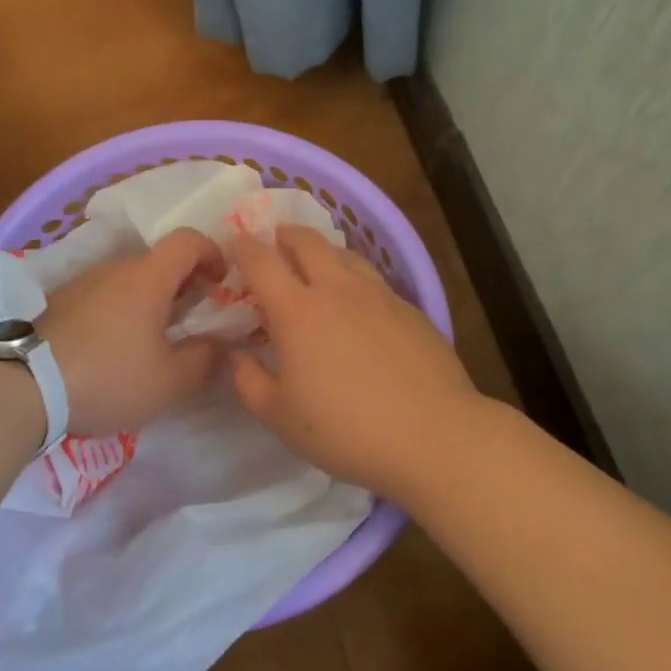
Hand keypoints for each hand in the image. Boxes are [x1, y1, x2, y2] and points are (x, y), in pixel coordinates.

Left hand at [39, 228, 228, 435]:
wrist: (21, 385)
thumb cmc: (107, 375)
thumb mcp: (168, 381)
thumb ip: (204, 360)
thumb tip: (221, 345)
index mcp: (148, 277)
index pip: (188, 240)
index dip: (212, 253)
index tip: (222, 282)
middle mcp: (114, 268)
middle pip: (158, 262)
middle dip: (183, 284)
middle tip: (193, 319)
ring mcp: (82, 283)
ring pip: (128, 280)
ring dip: (149, 300)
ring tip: (153, 340)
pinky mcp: (57, 303)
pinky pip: (102, 296)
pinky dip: (120, 312)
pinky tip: (114, 349)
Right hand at [231, 228, 479, 498]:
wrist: (433, 436)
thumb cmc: (346, 429)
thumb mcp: (280, 417)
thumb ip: (249, 382)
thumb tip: (236, 356)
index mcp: (297, 311)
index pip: (262, 261)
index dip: (245, 246)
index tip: (237, 240)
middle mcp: (337, 289)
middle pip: (308, 242)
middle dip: (286, 234)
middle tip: (276, 240)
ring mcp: (379, 295)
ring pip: (346, 255)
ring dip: (324, 251)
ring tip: (318, 264)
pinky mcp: (411, 309)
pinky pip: (375, 280)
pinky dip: (356, 279)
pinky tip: (360, 304)